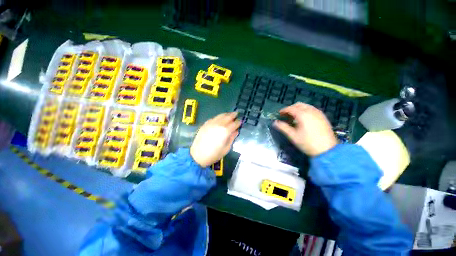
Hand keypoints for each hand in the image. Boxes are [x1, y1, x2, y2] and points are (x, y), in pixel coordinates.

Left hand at [190, 112, 240, 166]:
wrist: (198, 155)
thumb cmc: (214, 154)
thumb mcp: (226, 148)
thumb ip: (232, 138)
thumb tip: (236, 131)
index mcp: (225, 131)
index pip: (234, 124)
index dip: (238, 122)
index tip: (241, 121)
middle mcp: (219, 125)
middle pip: (228, 117)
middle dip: (233, 115)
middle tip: (236, 113)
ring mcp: (211, 123)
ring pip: (220, 115)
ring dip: (226, 114)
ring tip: (229, 114)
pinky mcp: (205, 124)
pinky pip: (214, 118)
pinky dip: (218, 117)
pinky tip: (220, 118)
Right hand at [273, 103, 336, 156]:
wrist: (327, 150)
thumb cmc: (307, 143)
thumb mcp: (293, 136)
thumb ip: (283, 127)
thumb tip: (275, 122)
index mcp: (303, 114)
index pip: (290, 108)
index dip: (283, 110)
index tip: (279, 114)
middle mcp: (311, 111)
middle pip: (298, 105)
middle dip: (291, 108)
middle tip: (286, 115)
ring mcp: (318, 113)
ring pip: (306, 106)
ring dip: (298, 109)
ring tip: (293, 117)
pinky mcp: (323, 117)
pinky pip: (312, 109)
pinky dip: (305, 111)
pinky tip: (303, 119)